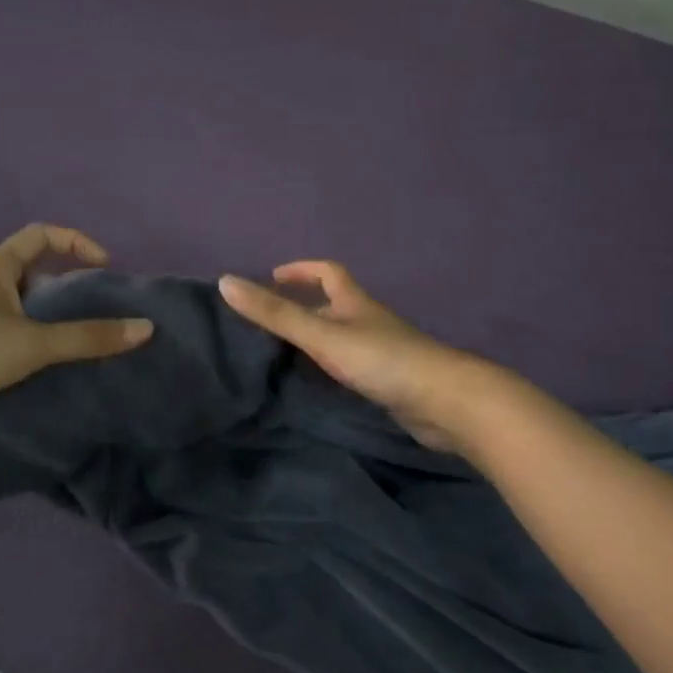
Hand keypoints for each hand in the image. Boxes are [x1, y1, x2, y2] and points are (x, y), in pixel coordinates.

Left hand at [0, 225, 153, 429]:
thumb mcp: (35, 343)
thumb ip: (89, 337)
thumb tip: (145, 329)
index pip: (42, 235)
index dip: (77, 243)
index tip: (103, 267)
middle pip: (32, 268)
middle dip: (65, 283)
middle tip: (91, 307)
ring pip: (19, 302)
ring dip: (47, 313)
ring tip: (74, 338)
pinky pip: (7, 327)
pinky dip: (30, 336)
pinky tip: (43, 362)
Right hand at [219, 262, 491, 453]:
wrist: (446, 402)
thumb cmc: (382, 360)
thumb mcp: (321, 335)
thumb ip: (275, 314)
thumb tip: (225, 282)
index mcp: (355, 302)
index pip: (328, 272)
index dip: (301, 270)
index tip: (273, 278)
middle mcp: (369, 321)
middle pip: (335, 304)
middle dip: (305, 306)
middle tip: (270, 322)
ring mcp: (383, 352)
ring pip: (344, 337)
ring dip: (318, 339)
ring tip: (283, 355)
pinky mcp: (391, 381)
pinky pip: (353, 366)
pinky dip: (332, 367)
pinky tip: (318, 385)